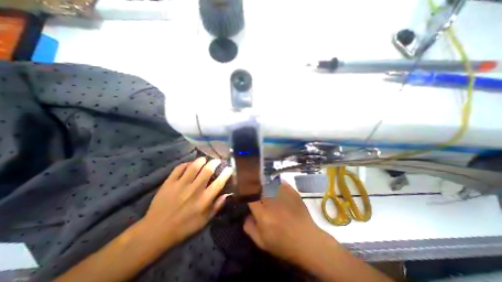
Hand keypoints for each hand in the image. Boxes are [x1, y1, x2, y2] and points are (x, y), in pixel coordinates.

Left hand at [144, 157, 231, 245]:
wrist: (156, 231)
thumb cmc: (184, 227)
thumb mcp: (204, 221)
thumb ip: (217, 206)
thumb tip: (227, 194)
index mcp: (204, 200)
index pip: (219, 182)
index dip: (226, 173)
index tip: (230, 167)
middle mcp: (194, 190)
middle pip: (208, 170)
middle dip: (215, 162)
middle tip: (217, 161)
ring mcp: (180, 185)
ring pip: (194, 166)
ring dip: (201, 160)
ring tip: (204, 159)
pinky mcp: (169, 183)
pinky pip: (179, 168)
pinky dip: (186, 164)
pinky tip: (189, 164)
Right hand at [243, 182, 329, 264]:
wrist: (307, 241)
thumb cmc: (284, 244)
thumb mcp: (262, 243)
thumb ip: (250, 228)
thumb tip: (246, 215)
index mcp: (263, 215)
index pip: (250, 198)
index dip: (246, 194)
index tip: (245, 193)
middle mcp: (272, 203)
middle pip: (259, 188)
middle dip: (254, 186)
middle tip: (254, 188)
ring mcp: (283, 196)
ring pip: (269, 183)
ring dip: (264, 183)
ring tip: (262, 184)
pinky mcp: (292, 193)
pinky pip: (280, 182)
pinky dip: (275, 182)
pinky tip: (274, 184)